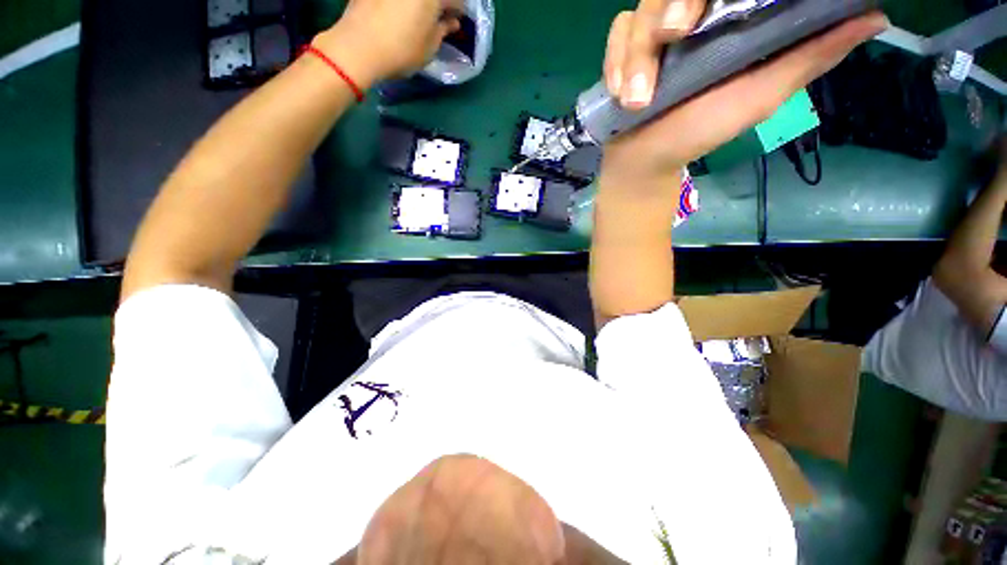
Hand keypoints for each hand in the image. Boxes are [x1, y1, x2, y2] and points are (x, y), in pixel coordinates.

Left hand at [317, 0, 462, 85]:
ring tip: (421, 15)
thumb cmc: (401, 51)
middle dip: (439, 4)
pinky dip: (404, 4)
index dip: (459, 10)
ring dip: (421, 4)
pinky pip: (396, 0)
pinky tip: (402, 12)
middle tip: (441, 15)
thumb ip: (443, 30)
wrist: (358, 47)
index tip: (457, 20)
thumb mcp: (429, 47)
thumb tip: (451, 22)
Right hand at [600, 2, 887, 193]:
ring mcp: (654, 31)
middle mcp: (693, 16)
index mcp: (733, 17)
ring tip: (638, 98)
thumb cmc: (701, 130)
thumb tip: (873, 16)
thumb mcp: (762, 95)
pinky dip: (616, 61)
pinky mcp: (623, 50)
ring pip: (641, 9)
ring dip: (636, 54)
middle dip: (669, 6)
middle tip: (673, 35)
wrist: (646, 158)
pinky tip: (621, 93)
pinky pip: (616, 34)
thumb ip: (808, 57)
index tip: (707, 9)